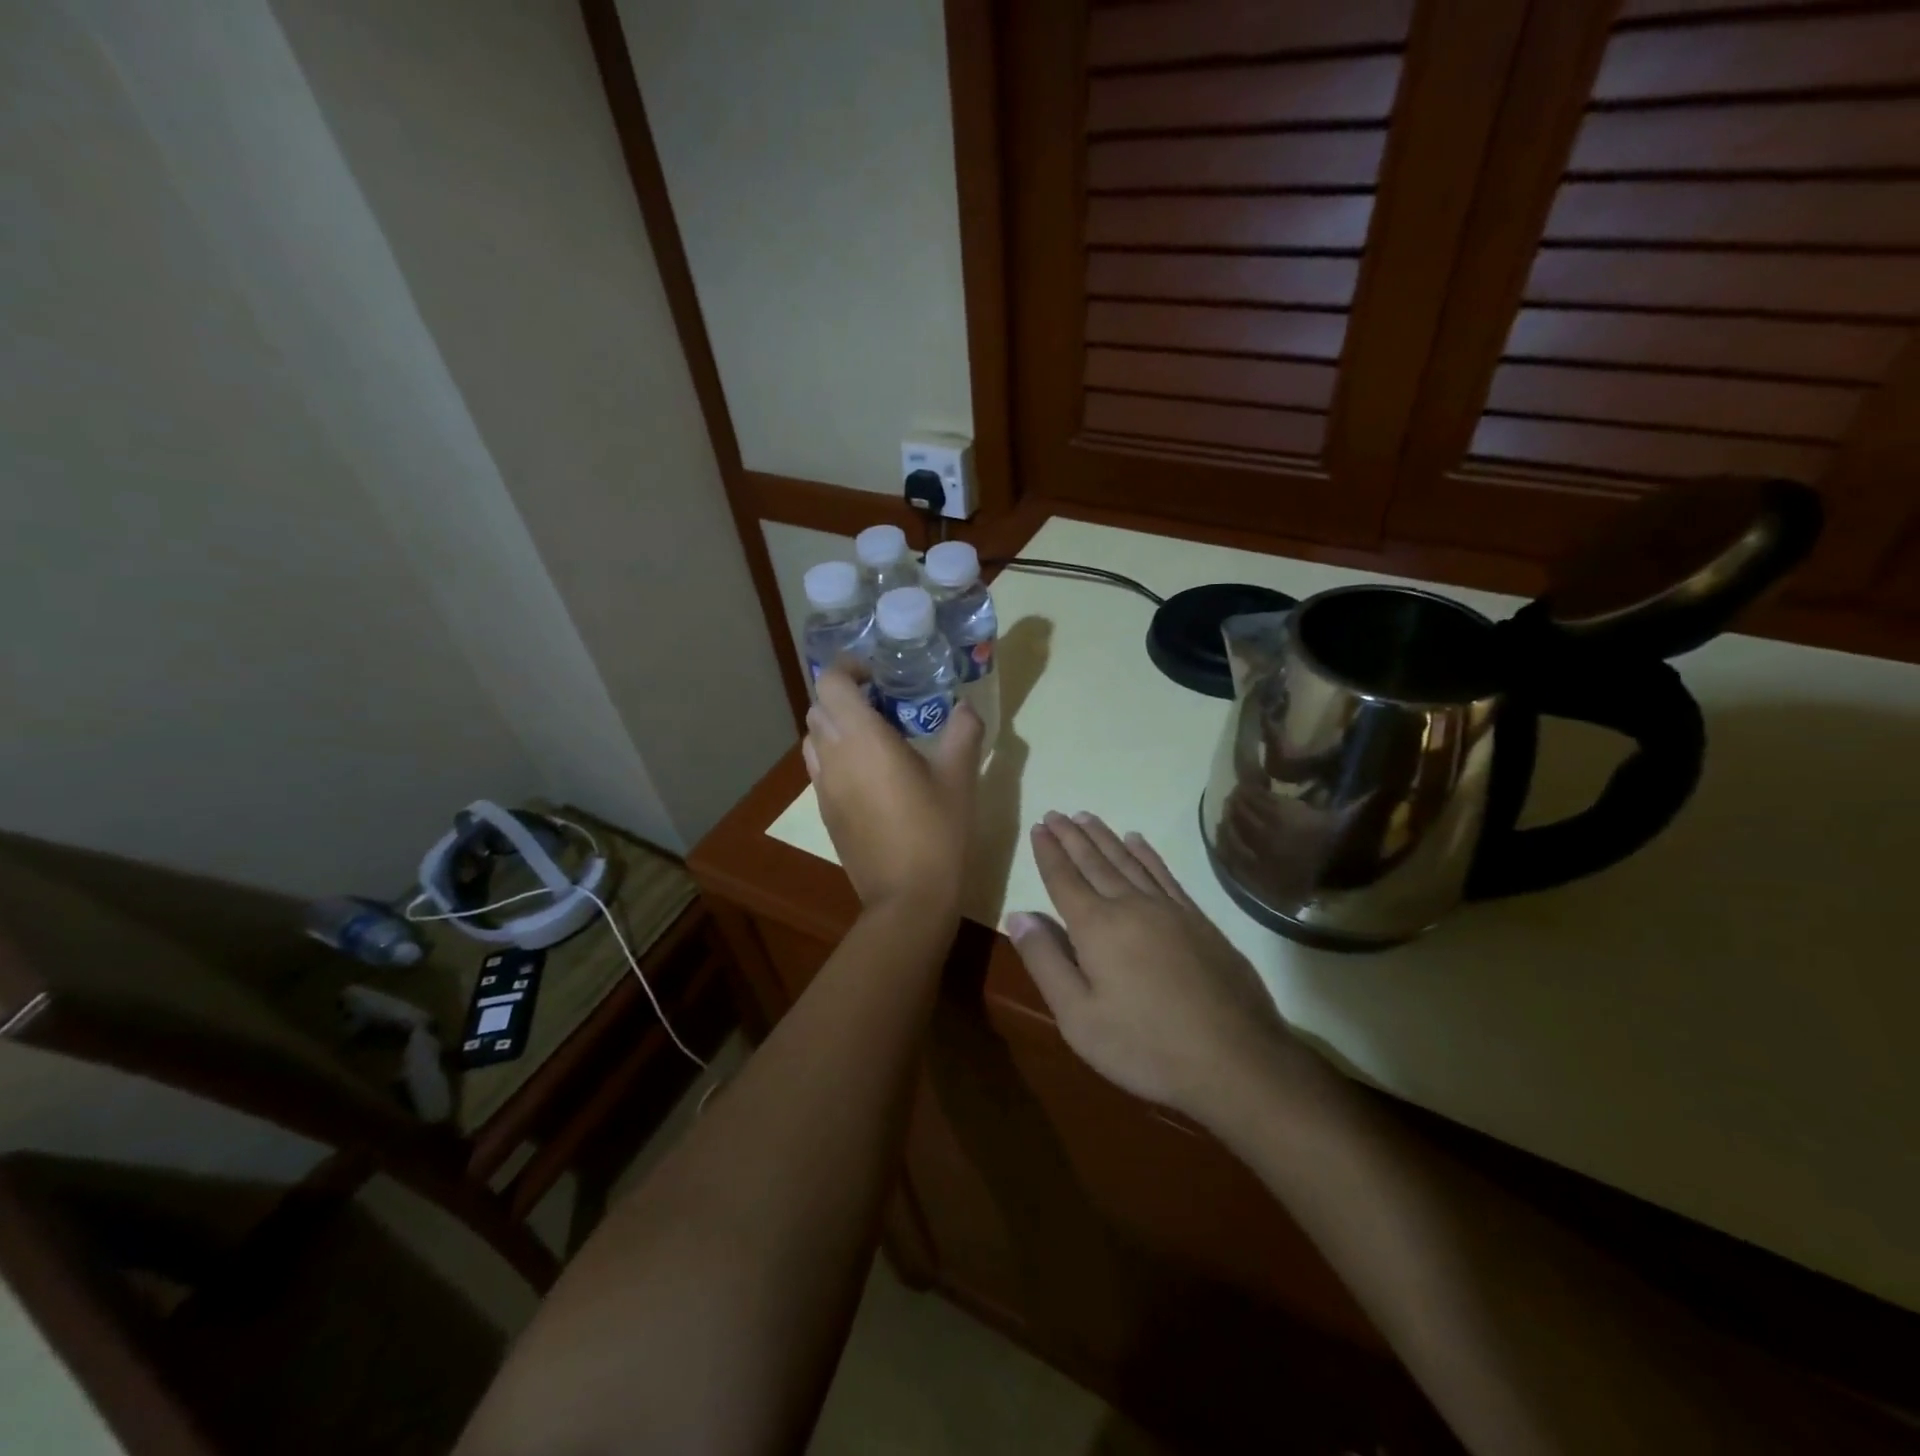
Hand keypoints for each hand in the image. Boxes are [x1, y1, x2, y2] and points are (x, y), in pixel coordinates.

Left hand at [802, 667, 982, 911]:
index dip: (848, 669)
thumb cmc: (936, 832)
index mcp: (862, 739)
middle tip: (884, 705)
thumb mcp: (959, 778)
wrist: (908, 897)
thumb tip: (965, 707)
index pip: (831, 683)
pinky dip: (837, 757)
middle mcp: (833, 757)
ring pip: (814, 739)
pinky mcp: (825, 813)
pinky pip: (820, 769)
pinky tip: (872, 776)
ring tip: (875, 739)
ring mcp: (823, 788)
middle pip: (819, 708)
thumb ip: (962, 733)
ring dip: (837, 727)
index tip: (878, 676)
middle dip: (845, 697)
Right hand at [1005, 812, 1301, 1124]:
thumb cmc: (1145, 1045)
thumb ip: (1045, 961)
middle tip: (1055, 813)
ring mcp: (1169, 909)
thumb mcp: (1078, 1017)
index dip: (1048, 853)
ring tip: (1086, 817)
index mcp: (1096, 927)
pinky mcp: (1198, 919)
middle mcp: (1130, 905)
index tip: (1038, 827)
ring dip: (1104, 837)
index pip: (1064, 879)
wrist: (1235, 1059)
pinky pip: (1164, 873)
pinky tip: (1137, 841)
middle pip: (1094, 862)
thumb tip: (1017, 915)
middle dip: (1071, 837)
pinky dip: (1147, 854)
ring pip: (1128, 861)